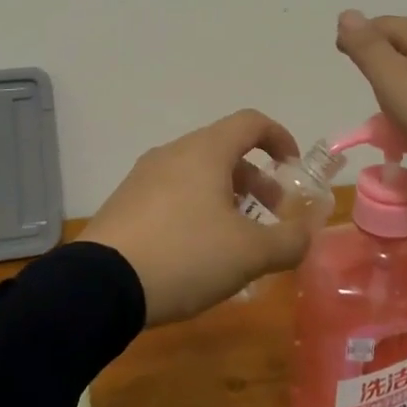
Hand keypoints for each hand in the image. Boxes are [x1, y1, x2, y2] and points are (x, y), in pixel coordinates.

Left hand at [82, 109, 316, 325]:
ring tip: (238, 238)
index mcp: (205, 151)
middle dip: (256, 179)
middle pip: (225, 150)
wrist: (101, 284)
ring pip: (198, 173)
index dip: (279, 138)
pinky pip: (173, 193)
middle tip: (272, 214)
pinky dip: (197, 208)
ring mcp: (144, 175)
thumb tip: (306, 233)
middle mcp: (173, 152)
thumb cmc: (186, 255)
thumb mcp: (250, 254)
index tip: (293, 168)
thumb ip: (289, 240)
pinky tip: (198, 251)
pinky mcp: (126, 201)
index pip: (251, 122)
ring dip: (227, 196)